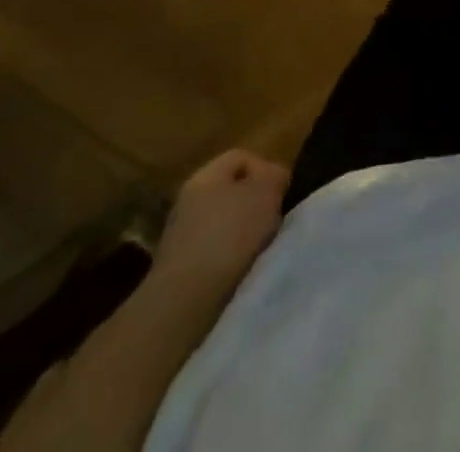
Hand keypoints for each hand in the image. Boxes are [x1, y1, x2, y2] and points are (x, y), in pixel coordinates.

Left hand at [154, 150, 288, 298]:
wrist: (183, 302)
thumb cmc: (229, 236)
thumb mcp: (265, 194)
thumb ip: (274, 177)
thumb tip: (275, 177)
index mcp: (206, 174)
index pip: (241, 157)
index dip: (266, 169)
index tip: (282, 194)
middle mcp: (188, 199)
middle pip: (231, 191)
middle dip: (255, 204)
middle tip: (273, 221)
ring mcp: (179, 235)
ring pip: (222, 223)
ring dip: (243, 234)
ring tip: (259, 250)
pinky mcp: (177, 270)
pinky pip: (212, 252)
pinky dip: (228, 259)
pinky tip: (239, 272)